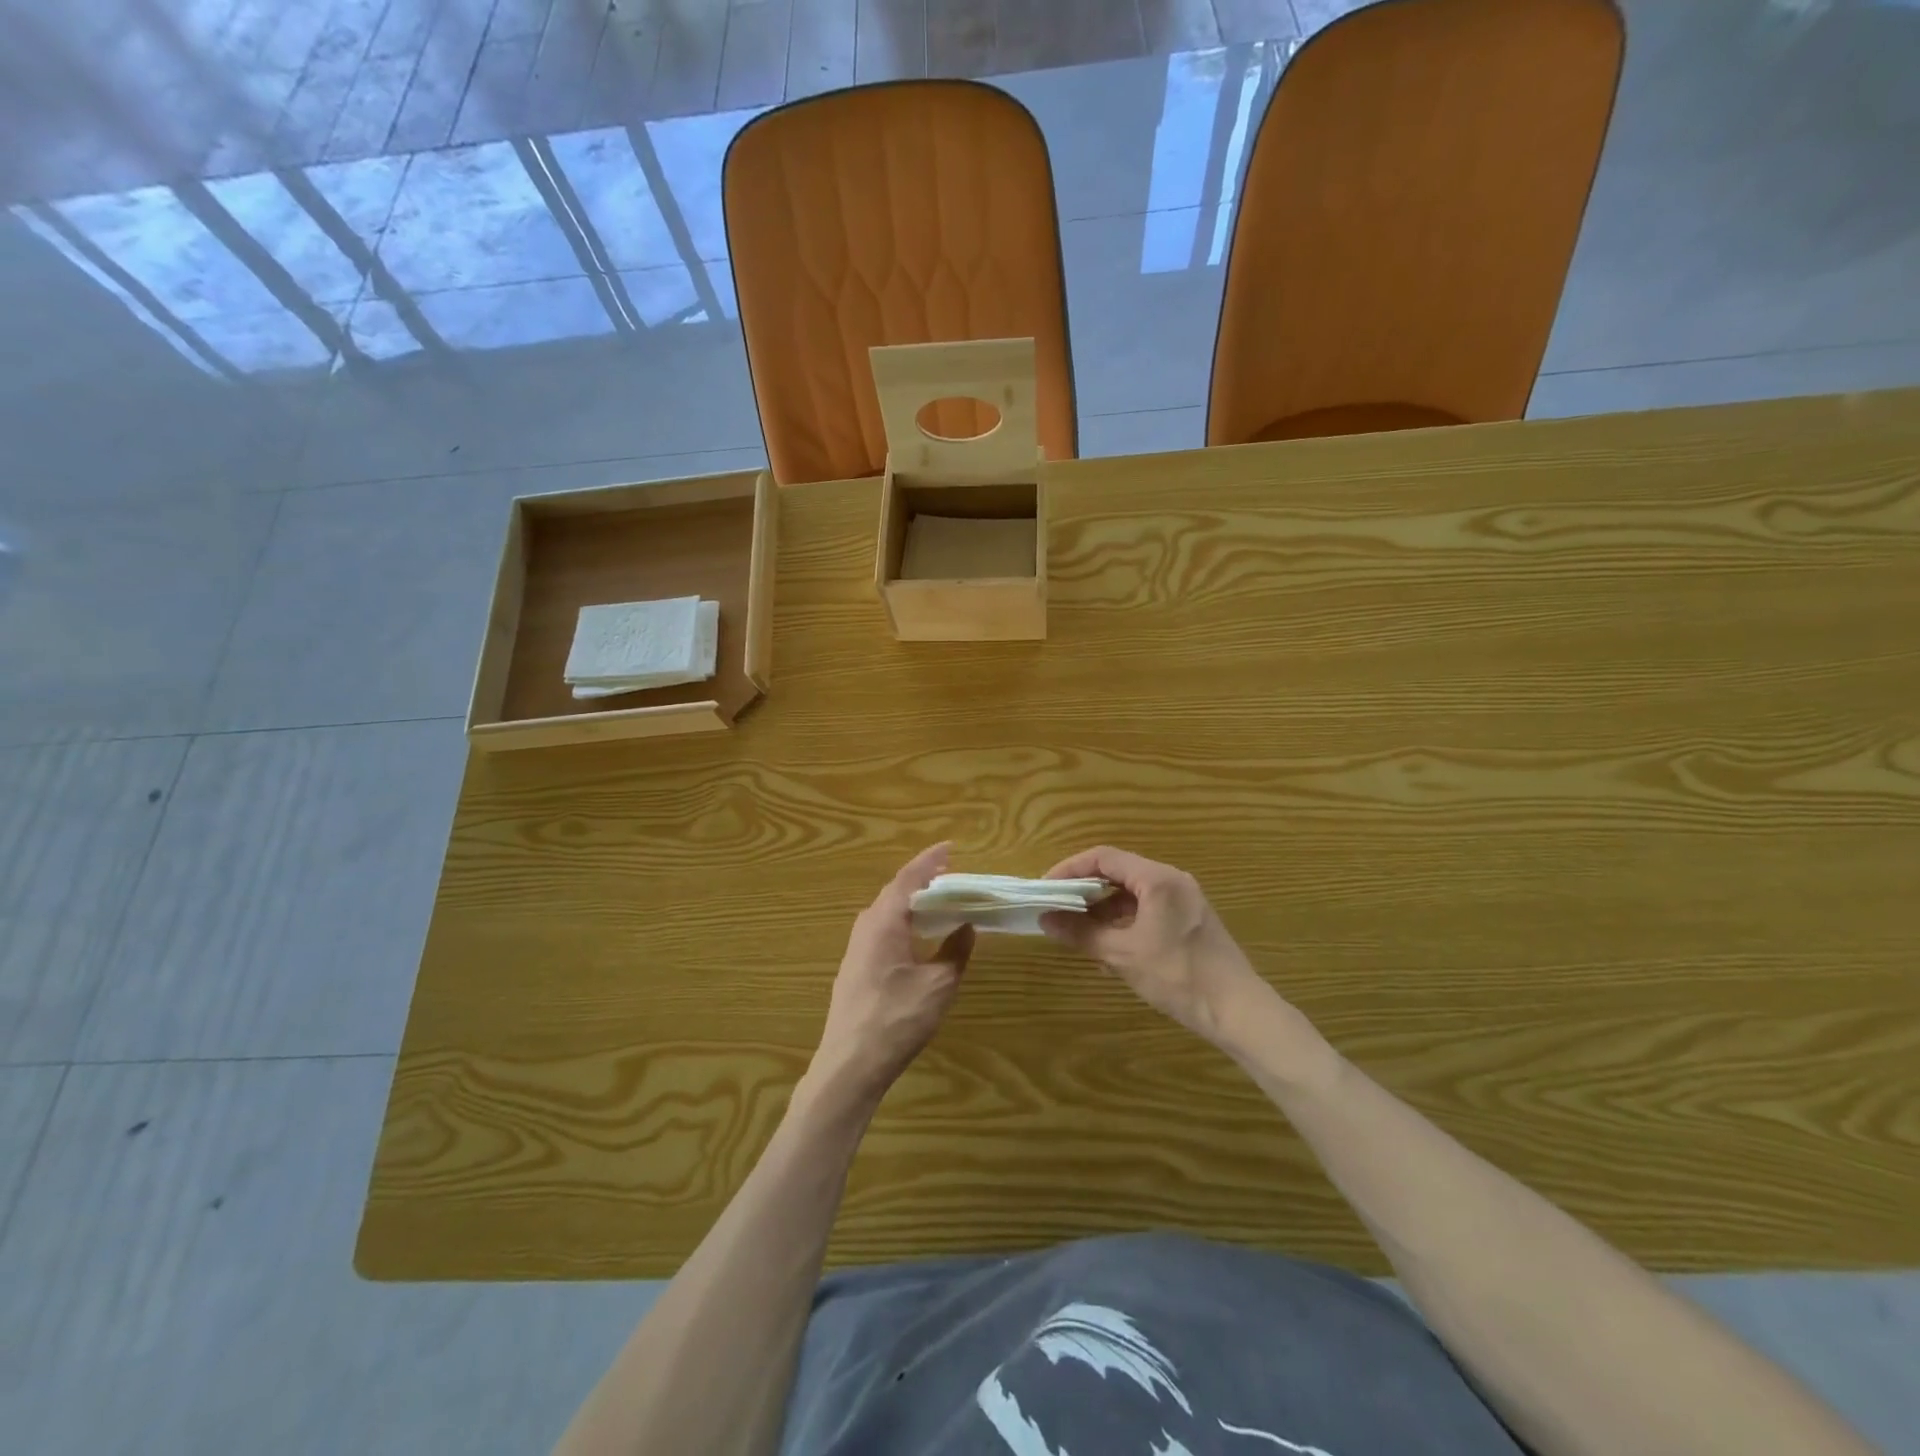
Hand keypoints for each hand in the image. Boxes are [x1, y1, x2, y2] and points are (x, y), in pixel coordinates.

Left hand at [809, 843, 975, 1109]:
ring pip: (887, 912)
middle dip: (923, 880)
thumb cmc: (897, 1019)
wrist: (849, 1065)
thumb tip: (966, 927)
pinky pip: (882, 930)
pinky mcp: (855, 968)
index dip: (930, 861)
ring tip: (939, 900)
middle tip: (951, 875)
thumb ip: (955, 951)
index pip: (908, 878)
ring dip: (912, 902)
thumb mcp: (938, 984)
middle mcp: (866, 926)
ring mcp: (856, 948)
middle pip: (895, 892)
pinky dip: (903, 922)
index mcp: (884, 921)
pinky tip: (918, 936)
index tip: (950, 847)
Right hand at [1041, 846, 1269, 1046]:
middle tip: (1057, 906)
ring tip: (1077, 928)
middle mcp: (1172, 880)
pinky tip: (1108, 944)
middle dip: (1085, 889)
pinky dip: (1123, 919)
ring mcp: (1184, 900)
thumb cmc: (1178, 976)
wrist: (1237, 1010)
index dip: (1070, 868)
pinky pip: (1147, 908)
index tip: (1046, 888)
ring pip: (1132, 892)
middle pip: (1118, 871)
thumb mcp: (1122, 955)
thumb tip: (1046, 920)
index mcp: (1157, 879)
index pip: (1104, 857)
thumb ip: (1082, 933)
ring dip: (1103, 907)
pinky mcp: (1189, 920)